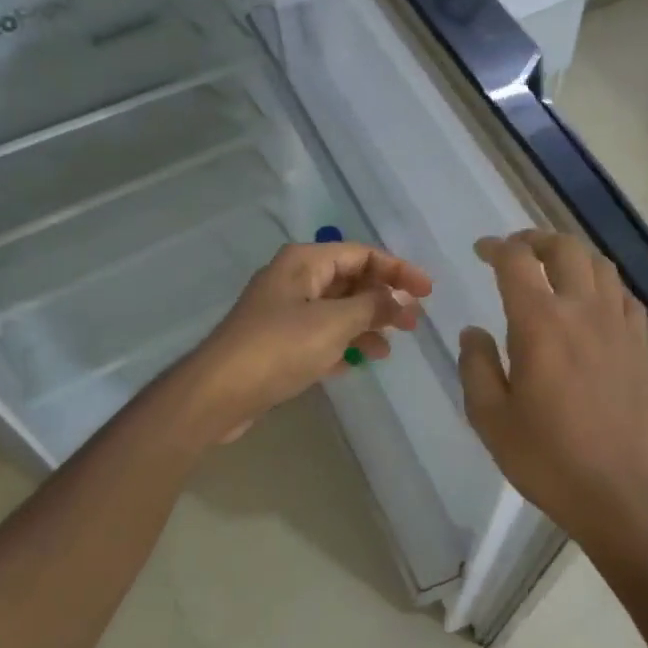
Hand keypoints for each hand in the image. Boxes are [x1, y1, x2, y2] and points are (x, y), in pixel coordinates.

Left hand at [176, 242, 431, 442]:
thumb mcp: (334, 323)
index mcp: (305, 262)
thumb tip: (402, 301)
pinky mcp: (279, 343)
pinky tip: (358, 363)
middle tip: (413, 323)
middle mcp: (294, 280)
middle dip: (383, 300)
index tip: (427, 292)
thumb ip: (373, 308)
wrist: (219, 392)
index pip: (362, 254)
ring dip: (366, 326)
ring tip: (388, 350)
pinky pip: (321, 336)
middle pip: (350, 281)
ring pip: (337, 311)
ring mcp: (285, 312)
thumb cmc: (279, 347)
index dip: (398, 270)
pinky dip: (342, 345)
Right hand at [457, 231, 647, 549]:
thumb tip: (474, 331)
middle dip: (535, 240)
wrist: (616, 491)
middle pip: (565, 249)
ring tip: (554, 270)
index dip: (496, 247)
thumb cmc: (545, 457)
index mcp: (540, 323)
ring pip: (600, 265)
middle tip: (517, 251)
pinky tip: (593, 304)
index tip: (481, 251)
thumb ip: (475, 365)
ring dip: (572, 256)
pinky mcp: (640, 346)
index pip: (517, 261)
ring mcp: (618, 326)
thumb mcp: (489, 417)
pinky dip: (604, 286)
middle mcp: (583, 311)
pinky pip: (625, 297)